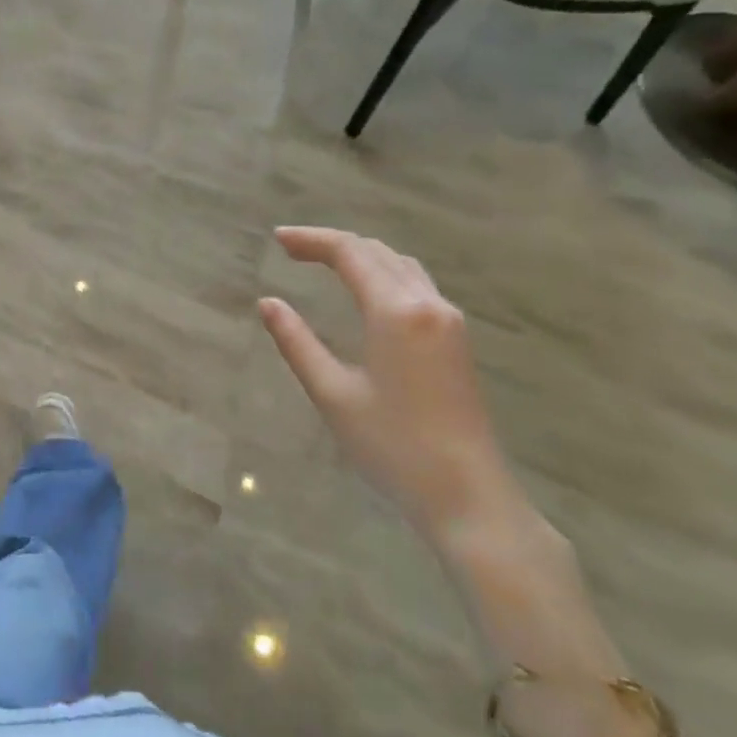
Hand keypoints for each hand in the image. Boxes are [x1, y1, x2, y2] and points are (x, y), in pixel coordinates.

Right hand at [259, 226, 525, 551]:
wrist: (468, 496)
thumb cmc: (393, 447)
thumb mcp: (332, 394)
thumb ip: (297, 342)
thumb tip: (267, 302)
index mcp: (396, 311)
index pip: (350, 253)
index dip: (311, 240)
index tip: (277, 240)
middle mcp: (427, 304)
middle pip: (377, 251)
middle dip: (332, 243)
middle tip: (291, 249)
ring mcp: (449, 321)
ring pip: (400, 265)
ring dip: (360, 255)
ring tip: (322, 261)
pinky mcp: (457, 340)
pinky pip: (416, 284)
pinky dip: (382, 272)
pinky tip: (365, 290)